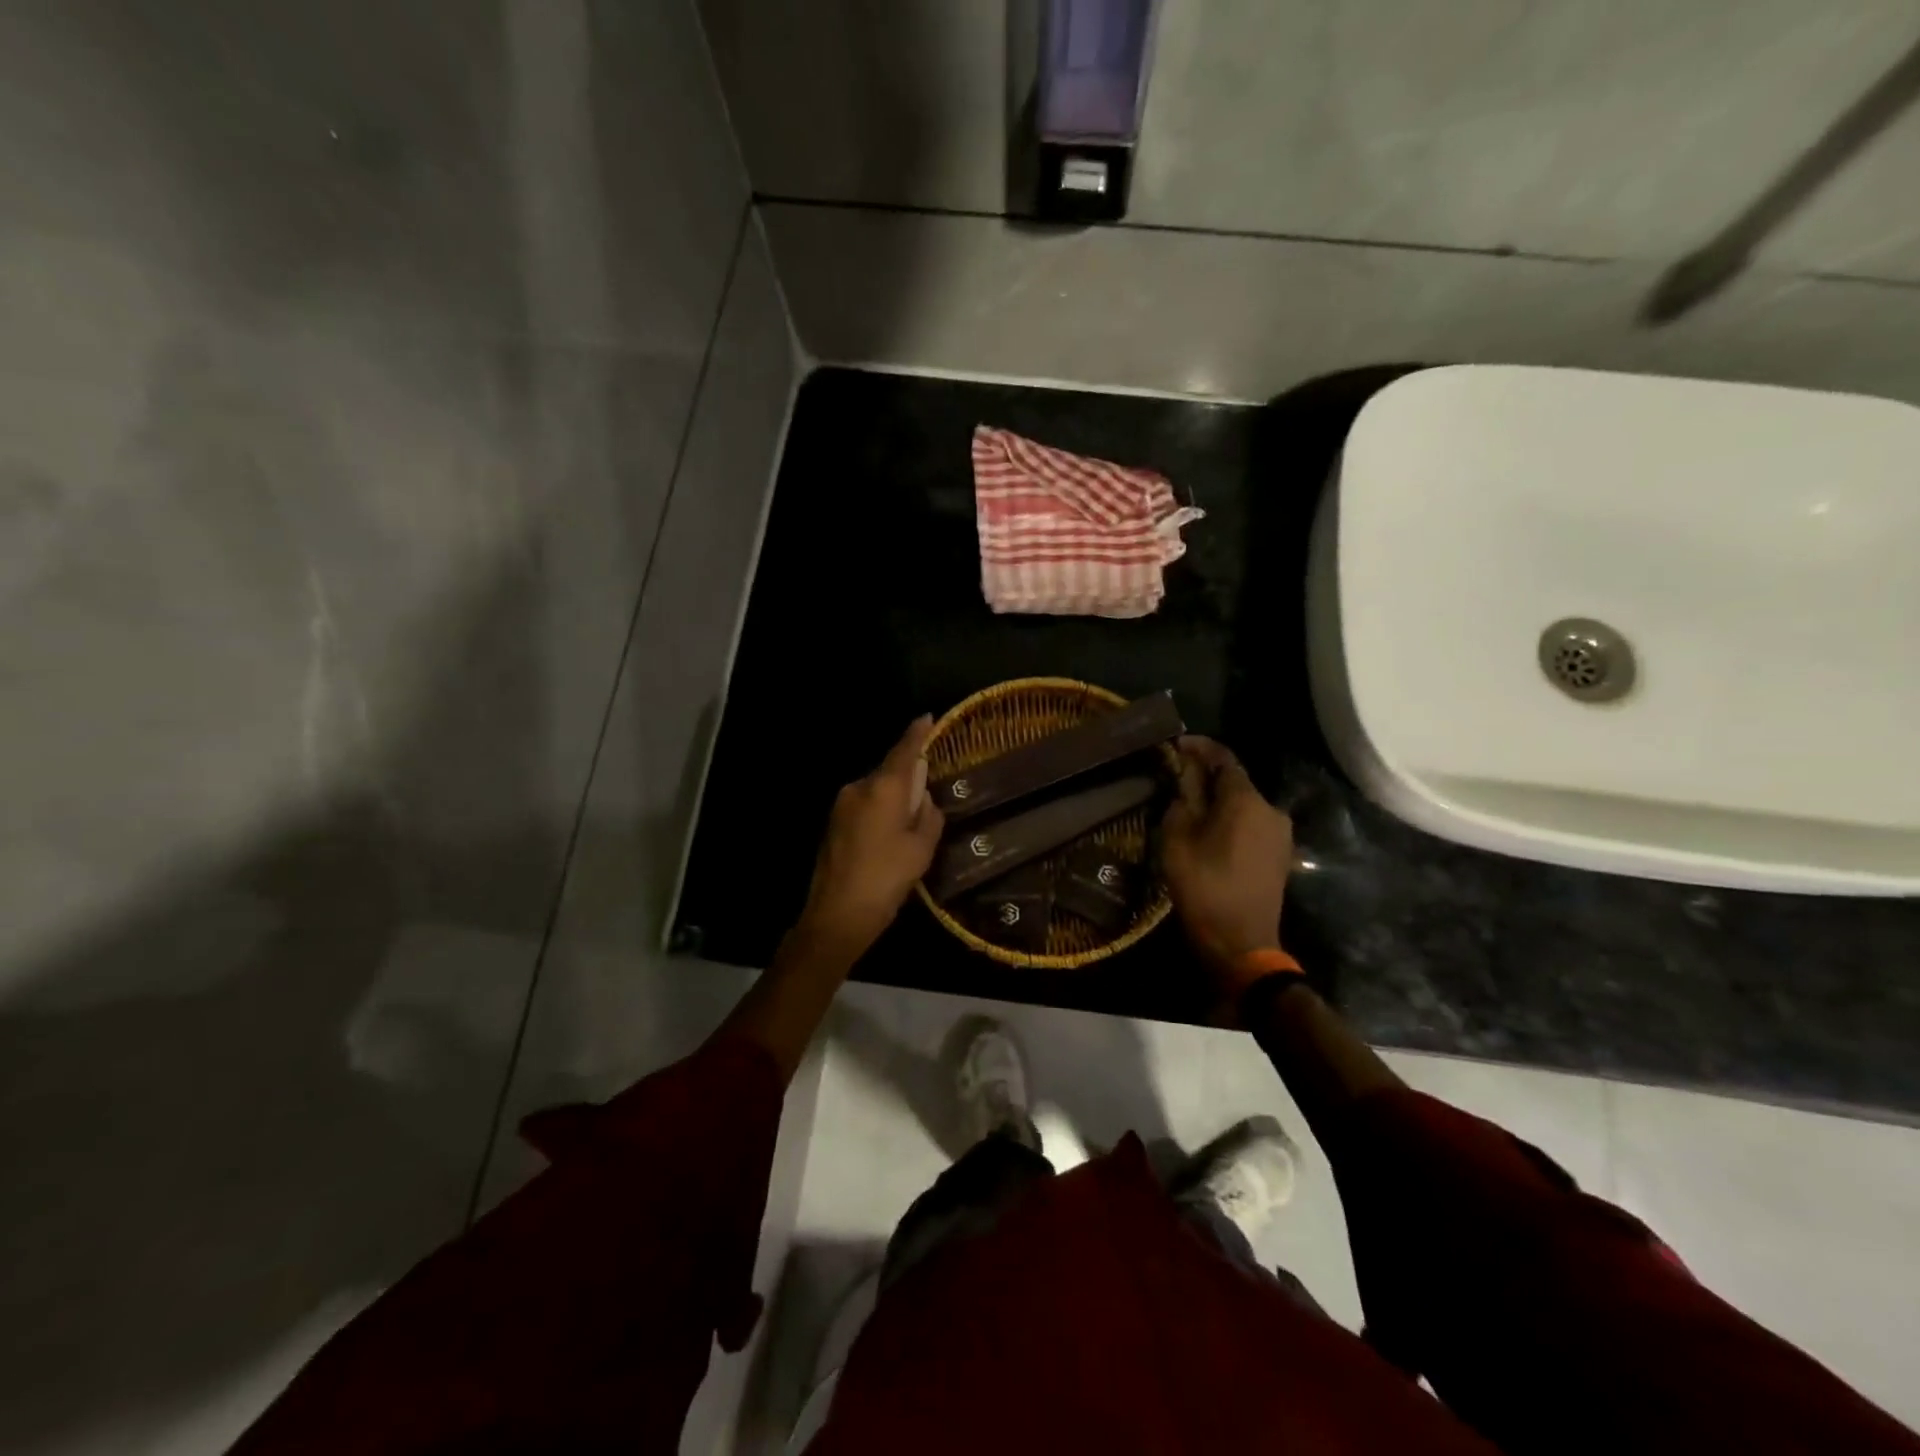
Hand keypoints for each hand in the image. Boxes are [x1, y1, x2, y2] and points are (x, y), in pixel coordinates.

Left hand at [798, 716, 945, 954]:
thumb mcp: (921, 848)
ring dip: (893, 797)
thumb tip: (923, 797)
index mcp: (884, 788)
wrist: (837, 914)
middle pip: (889, 771)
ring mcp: (841, 804)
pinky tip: (888, 834)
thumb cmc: (887, 878)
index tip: (927, 717)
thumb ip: (928, 815)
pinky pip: (864, 805)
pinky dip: (879, 810)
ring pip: (876, 789)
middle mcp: (859, 787)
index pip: (904, 751)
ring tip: (909, 823)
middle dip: (908, 775)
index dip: (917, 733)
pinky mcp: (833, 822)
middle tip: (928, 792)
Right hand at [1161, 736, 1292, 974]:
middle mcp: (1271, 810)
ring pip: (1244, 804)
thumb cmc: (1203, 887)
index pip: (1223, 758)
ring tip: (1188, 806)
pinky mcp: (1280, 855)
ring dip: (1218, 800)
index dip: (1198, 747)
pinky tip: (1209, 831)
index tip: (1175, 744)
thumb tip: (1185, 773)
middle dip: (1206, 776)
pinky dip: (1230, 819)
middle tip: (1174, 778)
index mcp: (1247, 801)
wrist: (1241, 944)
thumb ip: (1183, 798)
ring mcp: (1280, 834)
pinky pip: (1251, 824)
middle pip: (1235, 781)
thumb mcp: (1178, 838)